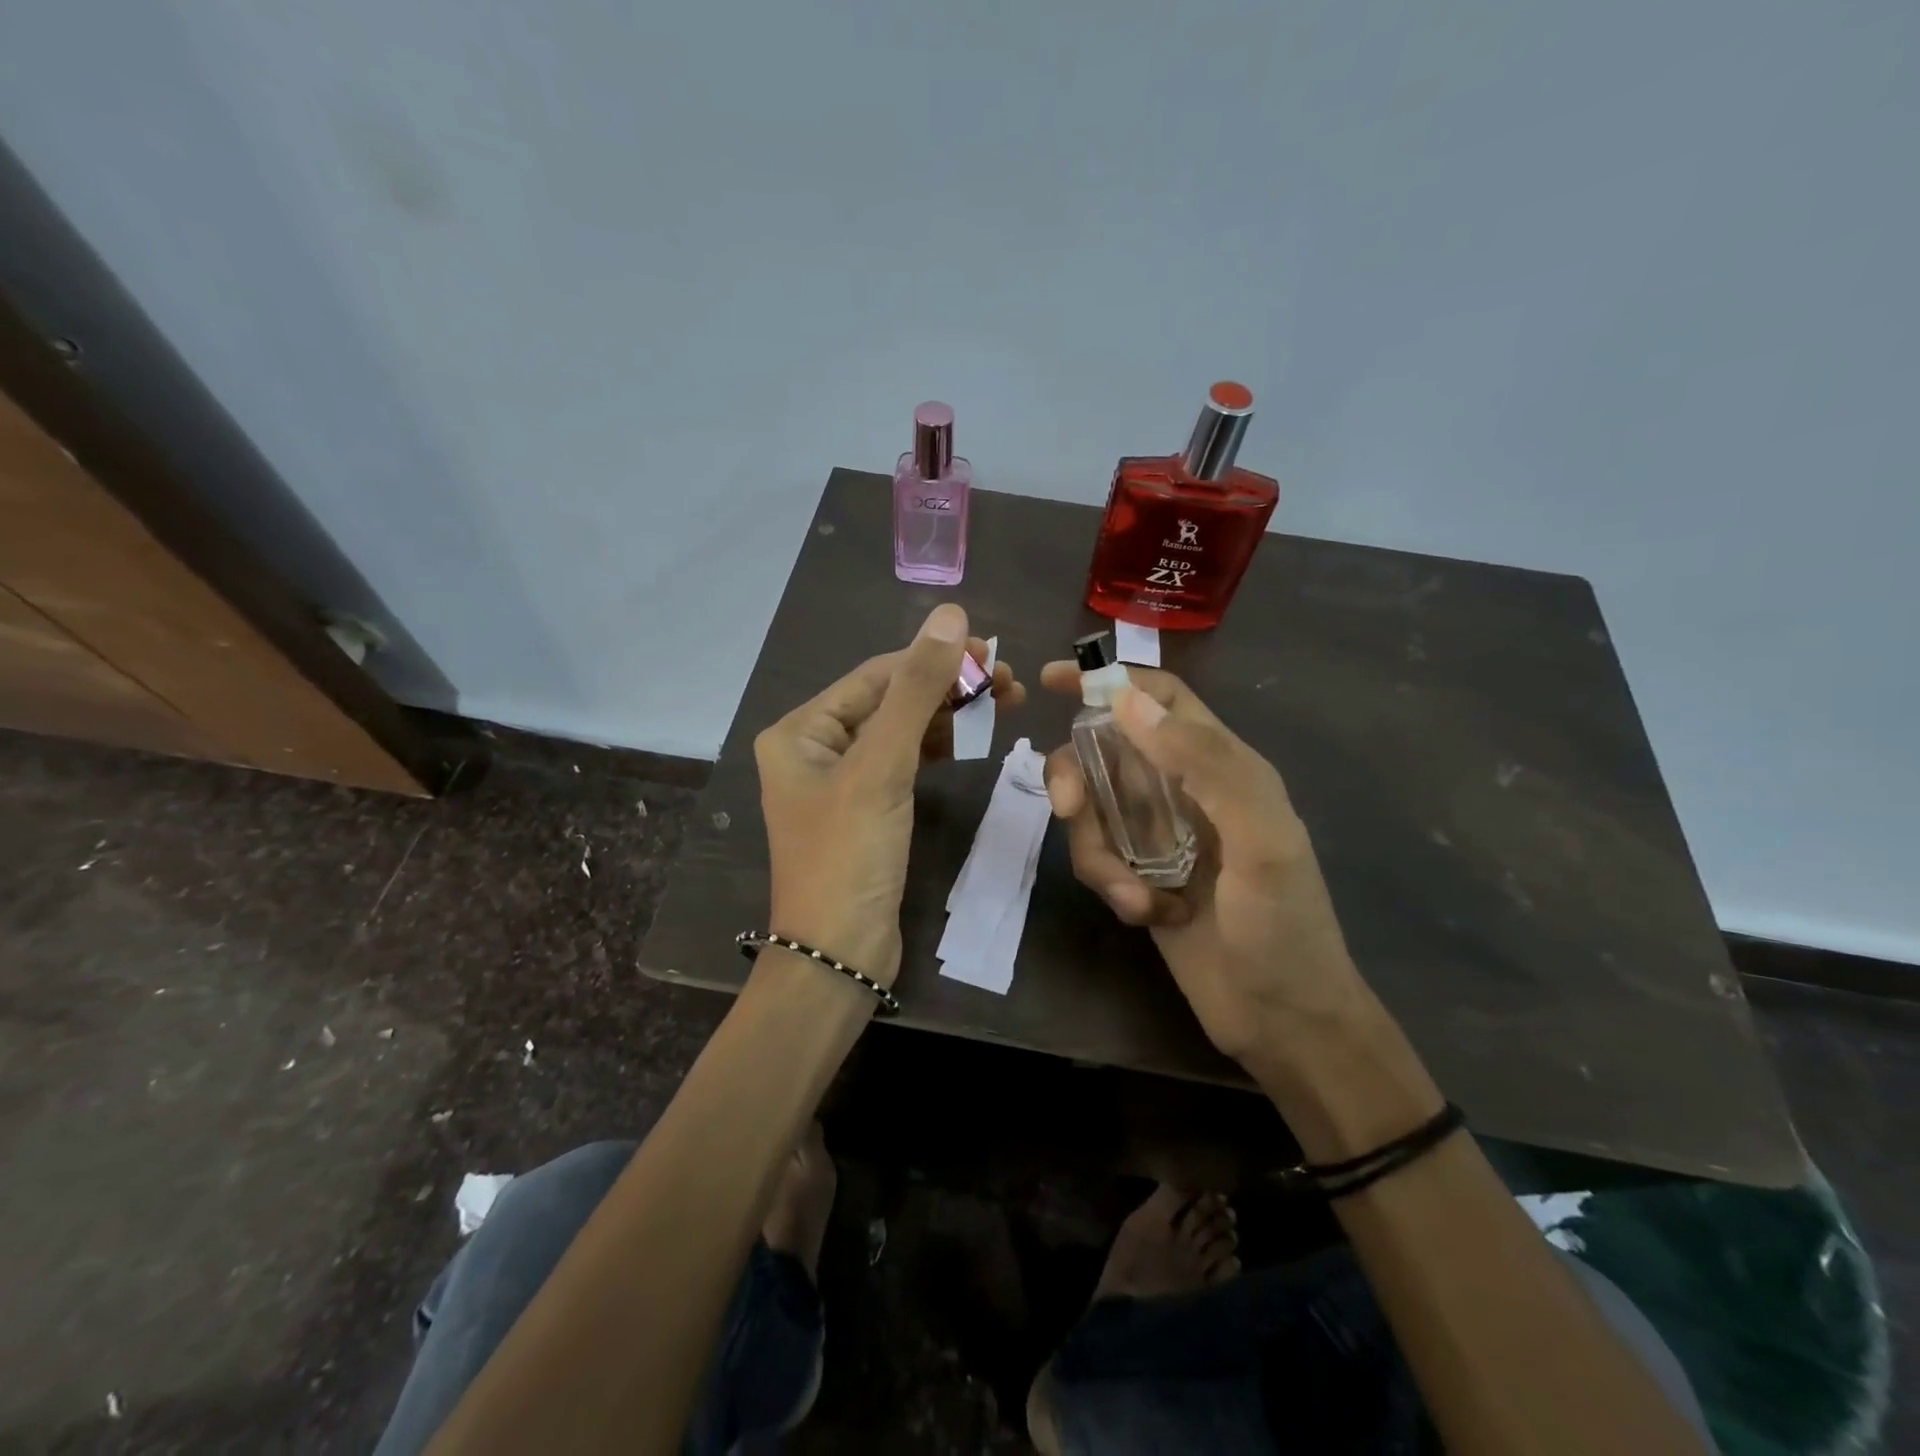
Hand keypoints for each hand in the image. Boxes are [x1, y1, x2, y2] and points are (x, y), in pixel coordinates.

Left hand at [757, 605, 1023, 985]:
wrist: (839, 956)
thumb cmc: (849, 856)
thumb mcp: (882, 767)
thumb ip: (917, 690)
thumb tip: (950, 615)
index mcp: (800, 731)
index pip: (875, 676)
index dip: (933, 659)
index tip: (991, 650)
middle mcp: (814, 749)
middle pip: (889, 700)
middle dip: (947, 687)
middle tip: (1008, 681)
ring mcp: (841, 782)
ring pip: (901, 731)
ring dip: (948, 715)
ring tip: (1003, 703)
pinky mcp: (867, 810)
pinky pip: (903, 763)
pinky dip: (937, 747)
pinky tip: (970, 738)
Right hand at [1040, 663, 1366, 1074]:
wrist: (1283, 1020)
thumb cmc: (1285, 926)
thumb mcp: (1260, 839)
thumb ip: (1203, 763)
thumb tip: (1128, 701)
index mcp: (1221, 764)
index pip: (1160, 700)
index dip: (1110, 680)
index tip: (1053, 681)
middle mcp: (1183, 790)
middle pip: (1105, 752)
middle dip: (1078, 777)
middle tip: (1069, 810)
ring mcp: (1157, 836)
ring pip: (1093, 811)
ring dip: (1098, 852)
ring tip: (1134, 897)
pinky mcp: (1139, 877)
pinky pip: (1098, 858)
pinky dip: (1111, 884)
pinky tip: (1145, 915)